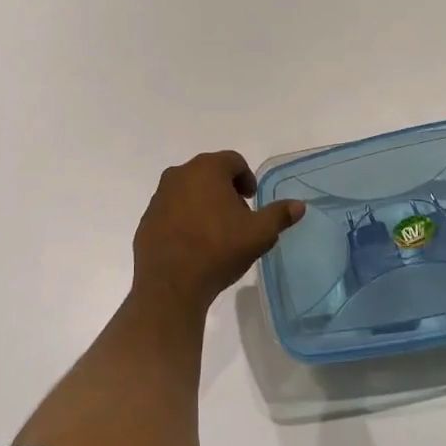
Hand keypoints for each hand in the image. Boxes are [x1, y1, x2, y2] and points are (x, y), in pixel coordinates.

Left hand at [132, 151, 304, 318]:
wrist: (170, 285)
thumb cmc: (218, 250)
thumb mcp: (259, 234)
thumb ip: (279, 215)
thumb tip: (299, 205)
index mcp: (207, 169)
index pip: (233, 160)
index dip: (246, 178)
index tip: (251, 199)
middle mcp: (179, 174)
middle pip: (209, 172)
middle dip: (225, 189)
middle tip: (238, 214)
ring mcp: (159, 196)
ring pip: (188, 190)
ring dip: (203, 202)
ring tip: (216, 230)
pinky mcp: (147, 218)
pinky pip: (171, 210)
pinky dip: (184, 218)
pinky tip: (193, 243)